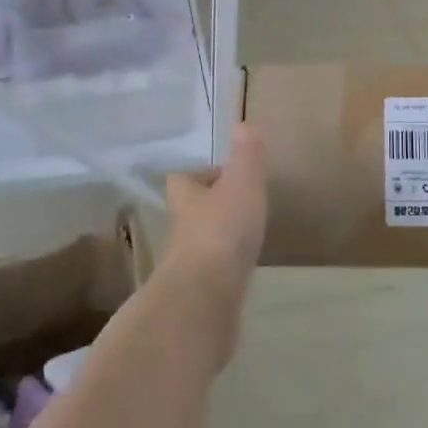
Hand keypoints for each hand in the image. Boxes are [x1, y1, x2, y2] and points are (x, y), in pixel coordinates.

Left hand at [163, 125, 267, 367]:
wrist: (204, 301)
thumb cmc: (221, 231)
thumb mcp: (241, 183)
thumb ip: (245, 155)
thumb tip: (241, 126)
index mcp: (187, 198)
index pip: (183, 177)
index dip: (199, 171)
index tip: (221, 169)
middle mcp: (181, 229)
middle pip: (192, 210)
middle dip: (210, 205)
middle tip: (238, 200)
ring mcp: (189, 265)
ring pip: (202, 242)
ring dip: (219, 236)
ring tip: (246, 233)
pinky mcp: (201, 295)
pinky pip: (214, 273)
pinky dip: (226, 267)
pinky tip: (244, 268)